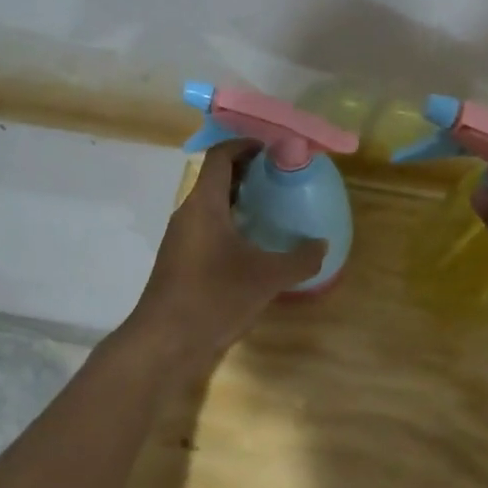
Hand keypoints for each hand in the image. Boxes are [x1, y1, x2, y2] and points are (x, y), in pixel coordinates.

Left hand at [129, 142, 325, 357]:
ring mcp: (181, 238)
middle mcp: (188, 213)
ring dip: (239, 198)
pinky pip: (207, 226)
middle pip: (215, 177)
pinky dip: (230, 223)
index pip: (220, 156)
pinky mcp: (181, 260)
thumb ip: (300, 259)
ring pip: (210, 204)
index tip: (274, 150)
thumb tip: (322, 244)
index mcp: (204, 204)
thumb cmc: (214, 297)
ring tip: (272, 207)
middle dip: (247, 171)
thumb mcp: (267, 277)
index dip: (245, 145)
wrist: (164, 342)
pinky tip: (253, 244)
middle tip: (280, 177)